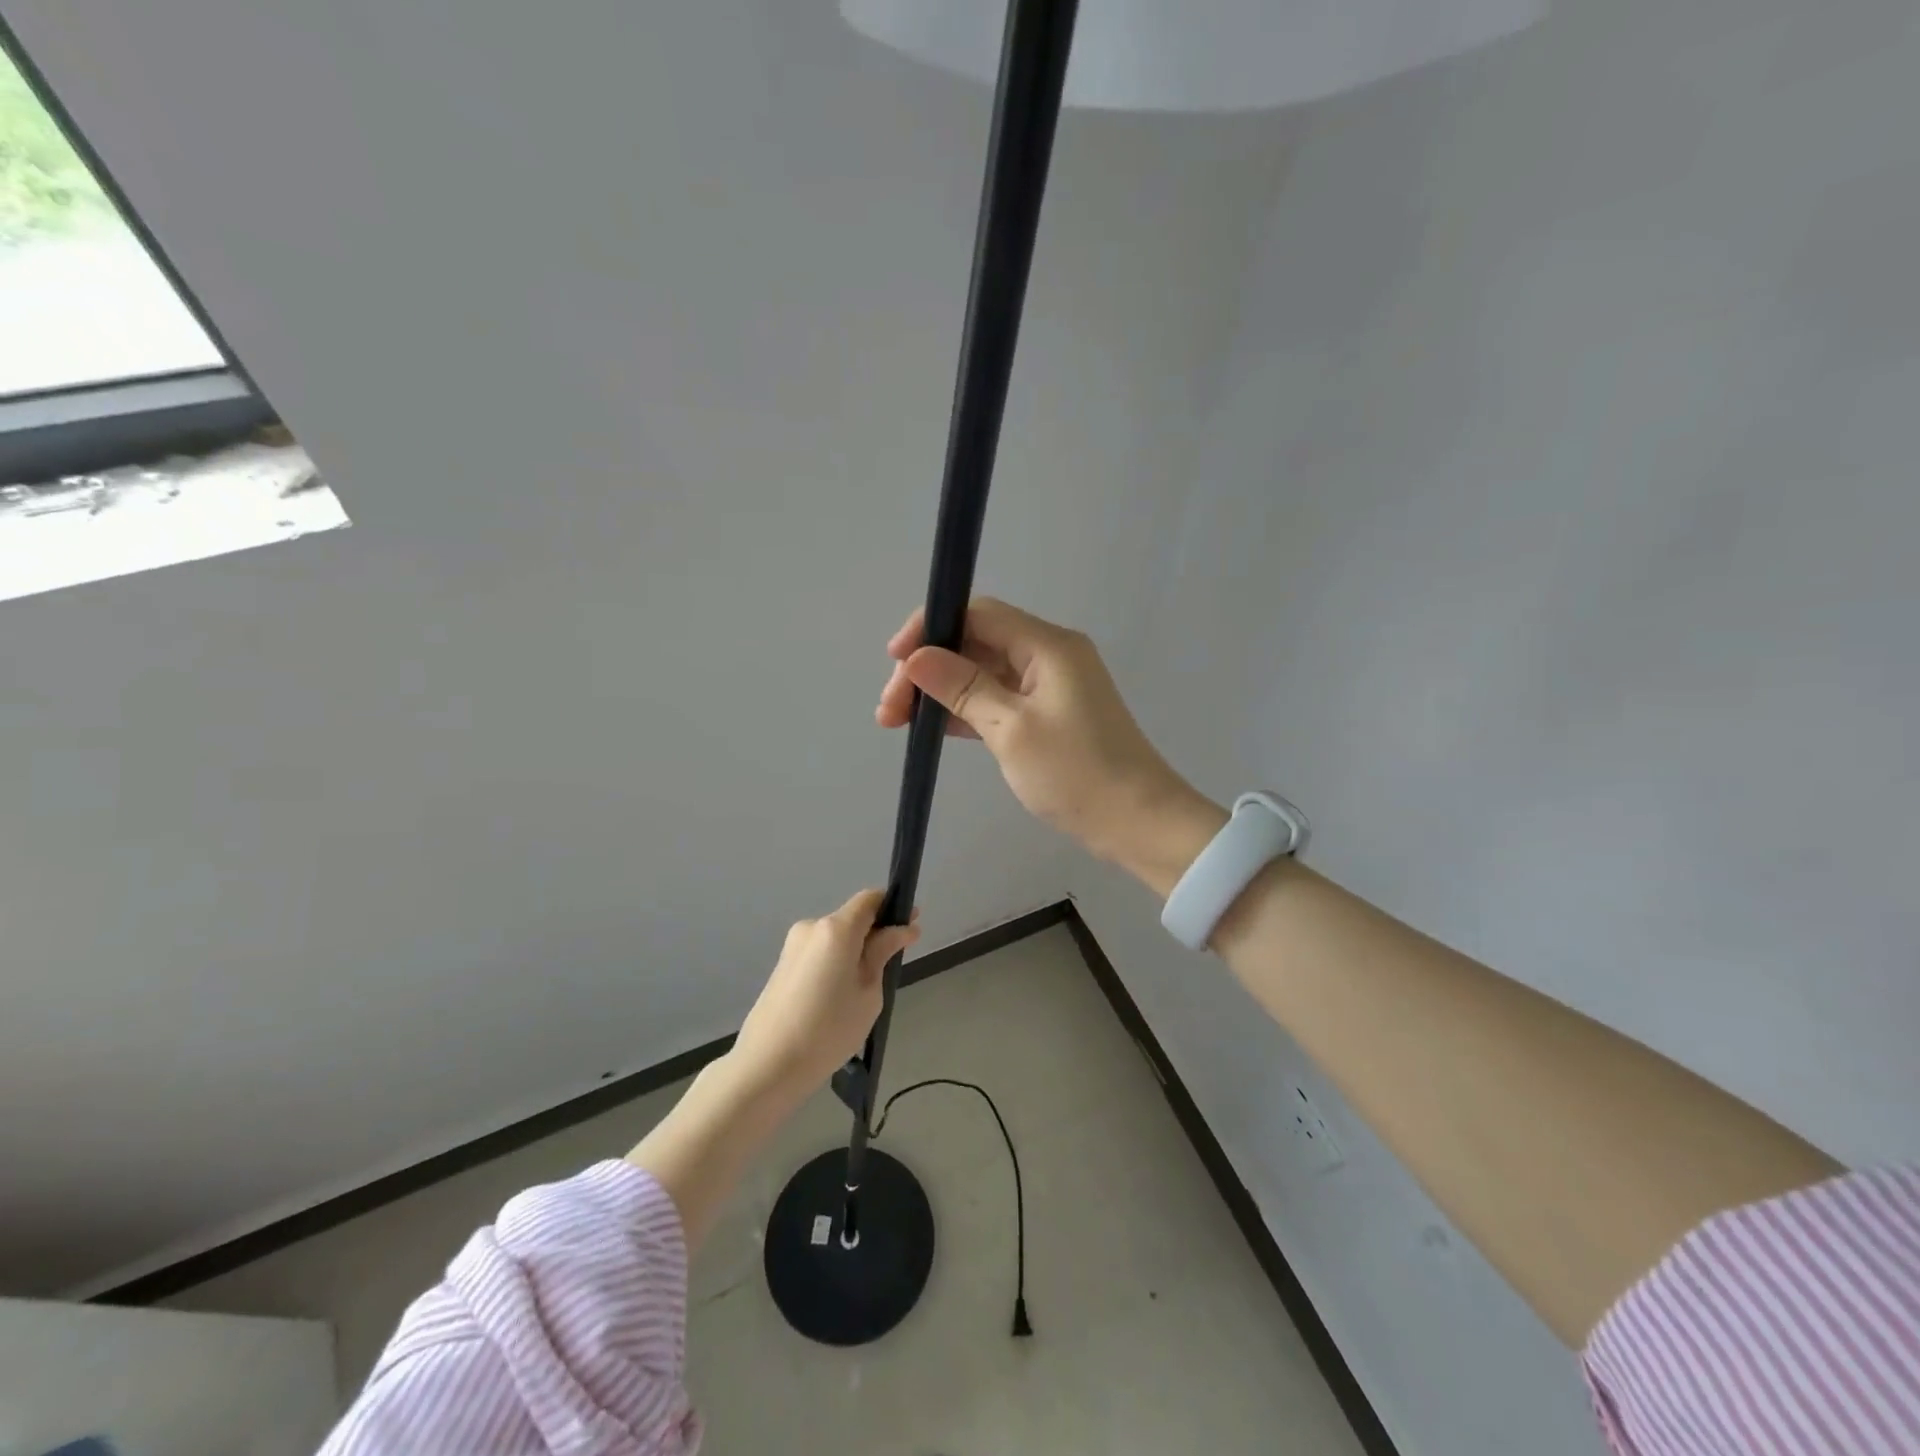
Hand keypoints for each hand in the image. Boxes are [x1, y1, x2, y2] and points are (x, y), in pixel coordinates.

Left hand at [732, 889, 921, 1095]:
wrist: (767, 1065)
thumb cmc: (829, 1029)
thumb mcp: (868, 992)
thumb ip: (883, 953)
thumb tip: (903, 928)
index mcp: (836, 929)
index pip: (870, 899)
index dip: (893, 908)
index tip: (910, 927)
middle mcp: (812, 927)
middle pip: (852, 919)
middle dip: (874, 935)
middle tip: (889, 969)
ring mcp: (793, 946)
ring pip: (835, 939)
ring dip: (853, 952)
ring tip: (861, 994)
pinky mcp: (782, 965)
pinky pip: (819, 954)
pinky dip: (835, 965)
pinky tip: (836, 1000)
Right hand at [876, 597, 1220, 886]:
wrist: (1137, 824)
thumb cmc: (1077, 774)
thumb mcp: (1011, 730)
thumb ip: (962, 688)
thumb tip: (916, 658)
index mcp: (1047, 645)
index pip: (977, 613)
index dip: (930, 628)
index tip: (894, 661)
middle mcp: (1049, 655)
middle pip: (976, 642)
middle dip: (928, 668)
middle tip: (889, 710)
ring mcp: (1049, 687)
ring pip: (982, 673)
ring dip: (941, 692)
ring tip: (899, 721)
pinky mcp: (1048, 716)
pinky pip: (997, 699)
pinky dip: (965, 710)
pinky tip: (934, 729)